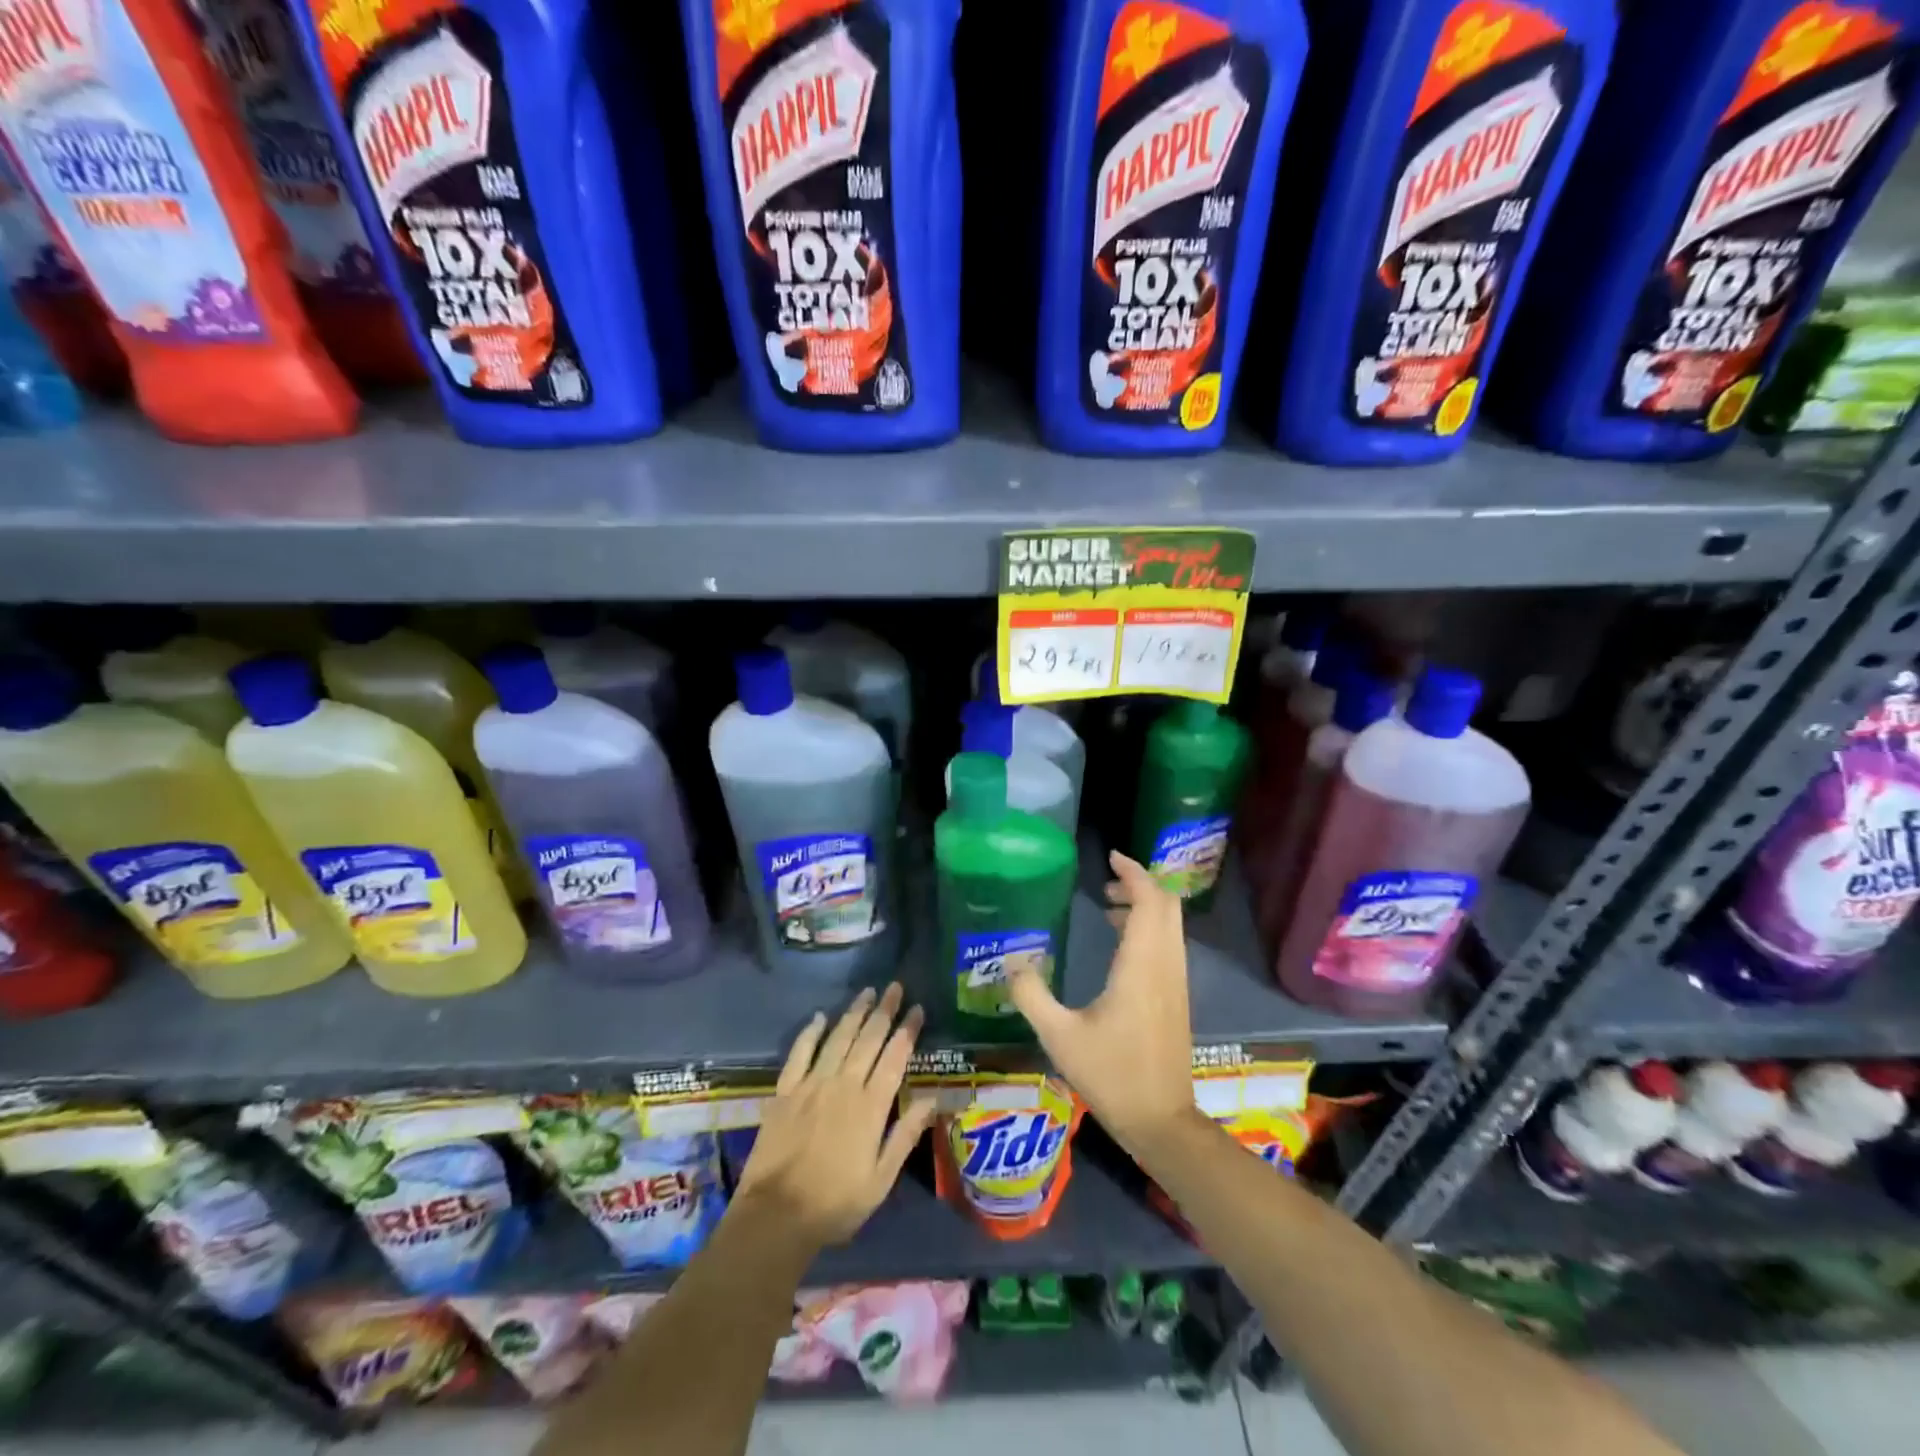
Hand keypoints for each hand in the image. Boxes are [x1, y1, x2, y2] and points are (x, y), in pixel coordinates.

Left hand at [733, 983, 938, 1251]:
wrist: (775, 1217)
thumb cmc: (835, 1204)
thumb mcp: (880, 1179)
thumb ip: (906, 1135)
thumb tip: (932, 1099)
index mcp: (870, 1107)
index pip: (894, 1057)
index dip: (907, 1030)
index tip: (917, 1008)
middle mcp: (843, 1085)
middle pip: (868, 1039)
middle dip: (884, 1010)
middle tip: (895, 987)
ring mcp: (811, 1085)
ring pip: (837, 1038)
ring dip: (854, 1013)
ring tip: (867, 992)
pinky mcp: (785, 1091)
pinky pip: (800, 1053)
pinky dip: (810, 1032)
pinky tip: (820, 1017)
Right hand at [1005, 851, 1197, 1154]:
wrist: (1162, 1121)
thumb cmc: (1112, 1075)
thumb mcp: (1059, 1036)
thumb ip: (1032, 994)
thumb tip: (1011, 960)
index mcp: (1141, 965)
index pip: (1149, 901)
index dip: (1134, 873)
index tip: (1111, 858)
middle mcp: (1165, 965)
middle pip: (1167, 906)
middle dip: (1140, 885)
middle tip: (1106, 882)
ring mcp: (1176, 981)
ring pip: (1171, 925)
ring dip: (1145, 907)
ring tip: (1107, 907)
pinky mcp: (1177, 997)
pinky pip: (1169, 945)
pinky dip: (1149, 929)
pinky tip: (1119, 945)